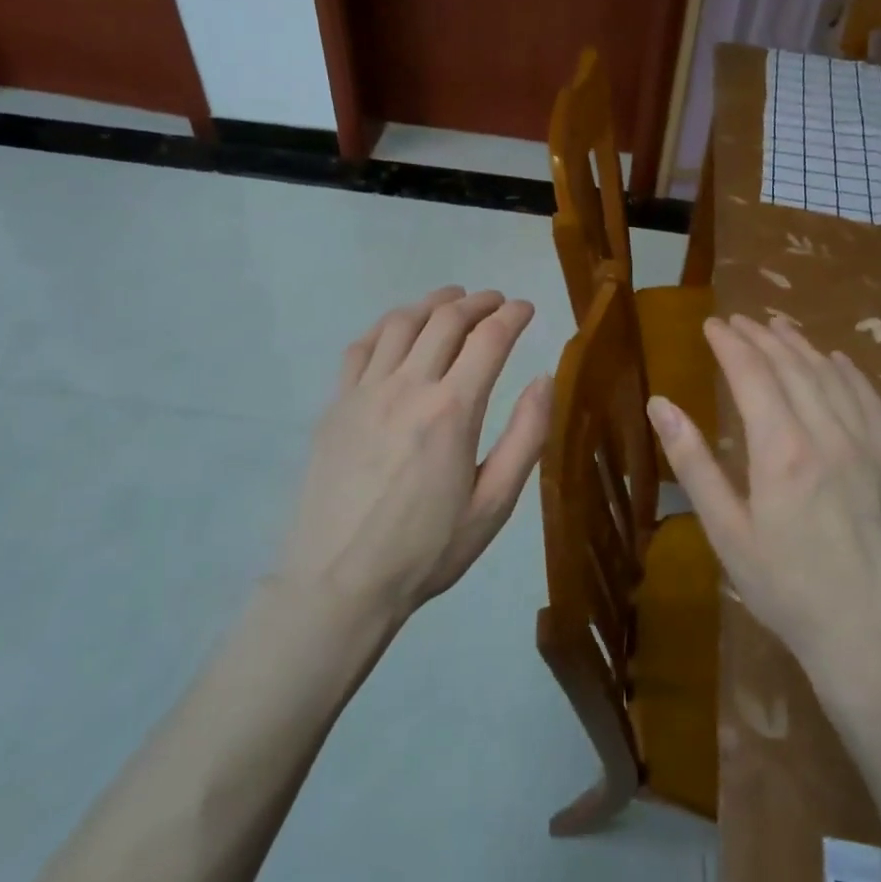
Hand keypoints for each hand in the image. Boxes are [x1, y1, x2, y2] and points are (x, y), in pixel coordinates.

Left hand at [277, 286, 552, 621]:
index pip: (489, 339)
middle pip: (446, 320)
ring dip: (432, 303)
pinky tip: (398, 328)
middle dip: (478, 301)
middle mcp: (408, 387)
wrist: (340, 582)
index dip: (513, 315)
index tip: (527, 308)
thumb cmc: (427, 550)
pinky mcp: (336, 405)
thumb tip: (544, 378)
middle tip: (496, 301)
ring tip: (452, 300)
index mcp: (453, 411)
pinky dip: (387, 325)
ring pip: (401, 323)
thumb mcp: (494, 505)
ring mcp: (365, 392)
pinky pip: (361, 346)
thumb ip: (525, 436)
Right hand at [646, 315, 880, 690]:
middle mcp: (827, 434)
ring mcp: (868, 446)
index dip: (730, 344)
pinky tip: (836, 361)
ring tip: (778, 327)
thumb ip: (694, 464)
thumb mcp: (727, 533)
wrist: (875, 637)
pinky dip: (848, 372)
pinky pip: (871, 400)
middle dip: (761, 336)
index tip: (712, 325)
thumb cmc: (788, 590)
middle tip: (738, 321)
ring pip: (831, 376)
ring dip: (801, 346)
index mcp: (781, 450)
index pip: (752, 374)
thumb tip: (660, 405)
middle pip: (792, 366)